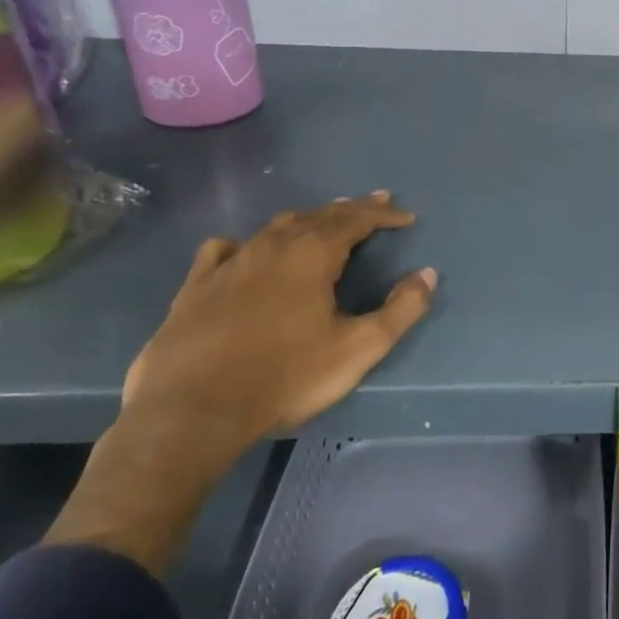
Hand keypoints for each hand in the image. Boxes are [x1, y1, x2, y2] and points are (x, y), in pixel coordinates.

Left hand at [123, 193, 436, 452]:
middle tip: (374, 205)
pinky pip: (223, 250)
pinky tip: (243, 250)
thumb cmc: (285, 378)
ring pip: (275, 228)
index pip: (356, 220)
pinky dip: (245, 244)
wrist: (191, 413)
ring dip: (306, 221)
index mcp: (312, 255)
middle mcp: (272, 247)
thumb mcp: (358, 349)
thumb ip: (401, 310)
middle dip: (351, 209)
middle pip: (318, 216)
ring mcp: (229, 264)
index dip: (384, 215)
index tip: (406, 218)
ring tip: (322, 222)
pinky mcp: (195, 287)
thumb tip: (427, 275)